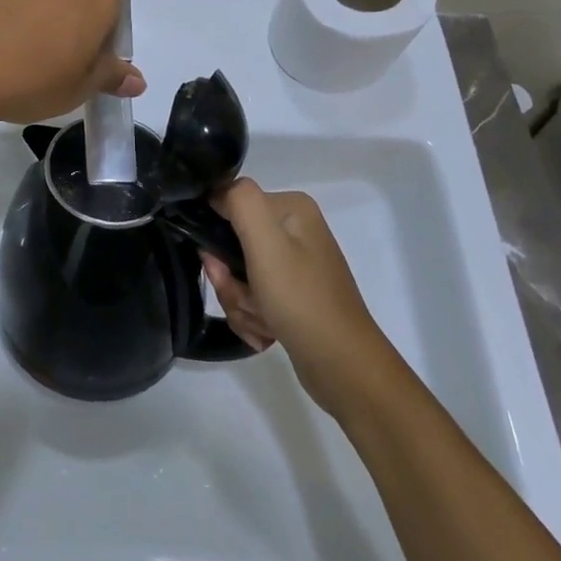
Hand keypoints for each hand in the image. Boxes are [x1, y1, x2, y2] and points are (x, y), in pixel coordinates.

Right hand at [201, 178, 382, 415]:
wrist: (344, 368)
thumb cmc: (301, 299)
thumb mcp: (266, 242)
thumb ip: (239, 200)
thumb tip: (216, 192)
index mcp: (291, 208)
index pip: (230, 203)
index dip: (216, 235)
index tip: (220, 266)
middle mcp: (295, 230)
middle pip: (232, 244)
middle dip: (230, 280)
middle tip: (245, 300)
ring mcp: (295, 265)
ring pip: (239, 274)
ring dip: (240, 302)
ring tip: (262, 323)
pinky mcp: (294, 296)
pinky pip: (254, 297)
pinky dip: (252, 317)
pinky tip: (267, 334)